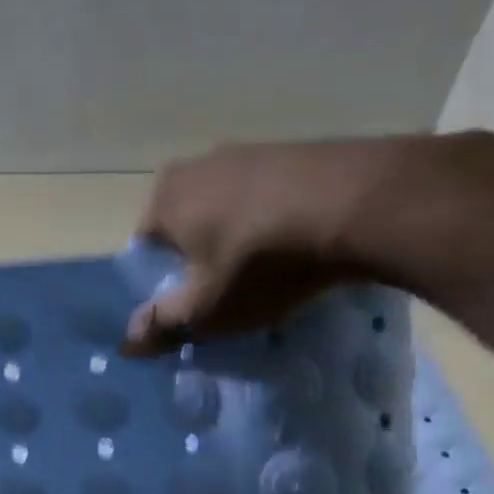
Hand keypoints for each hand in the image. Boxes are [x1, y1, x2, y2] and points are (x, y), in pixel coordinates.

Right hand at [124, 137, 425, 351]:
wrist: (366, 204)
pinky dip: (280, 219)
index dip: (166, 280)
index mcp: (163, 196)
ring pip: (231, 208)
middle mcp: (197, 164)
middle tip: (232, 290)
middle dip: (203, 256)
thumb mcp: (207, 308)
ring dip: (243, 237)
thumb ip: (162, 325)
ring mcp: (250, 151)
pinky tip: (305, 244)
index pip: (147, 247)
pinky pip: (273, 195)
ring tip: (273, 270)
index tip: (195, 303)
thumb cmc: (263, 261)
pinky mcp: (298, 149)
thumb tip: (126, 344)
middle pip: (188, 225)